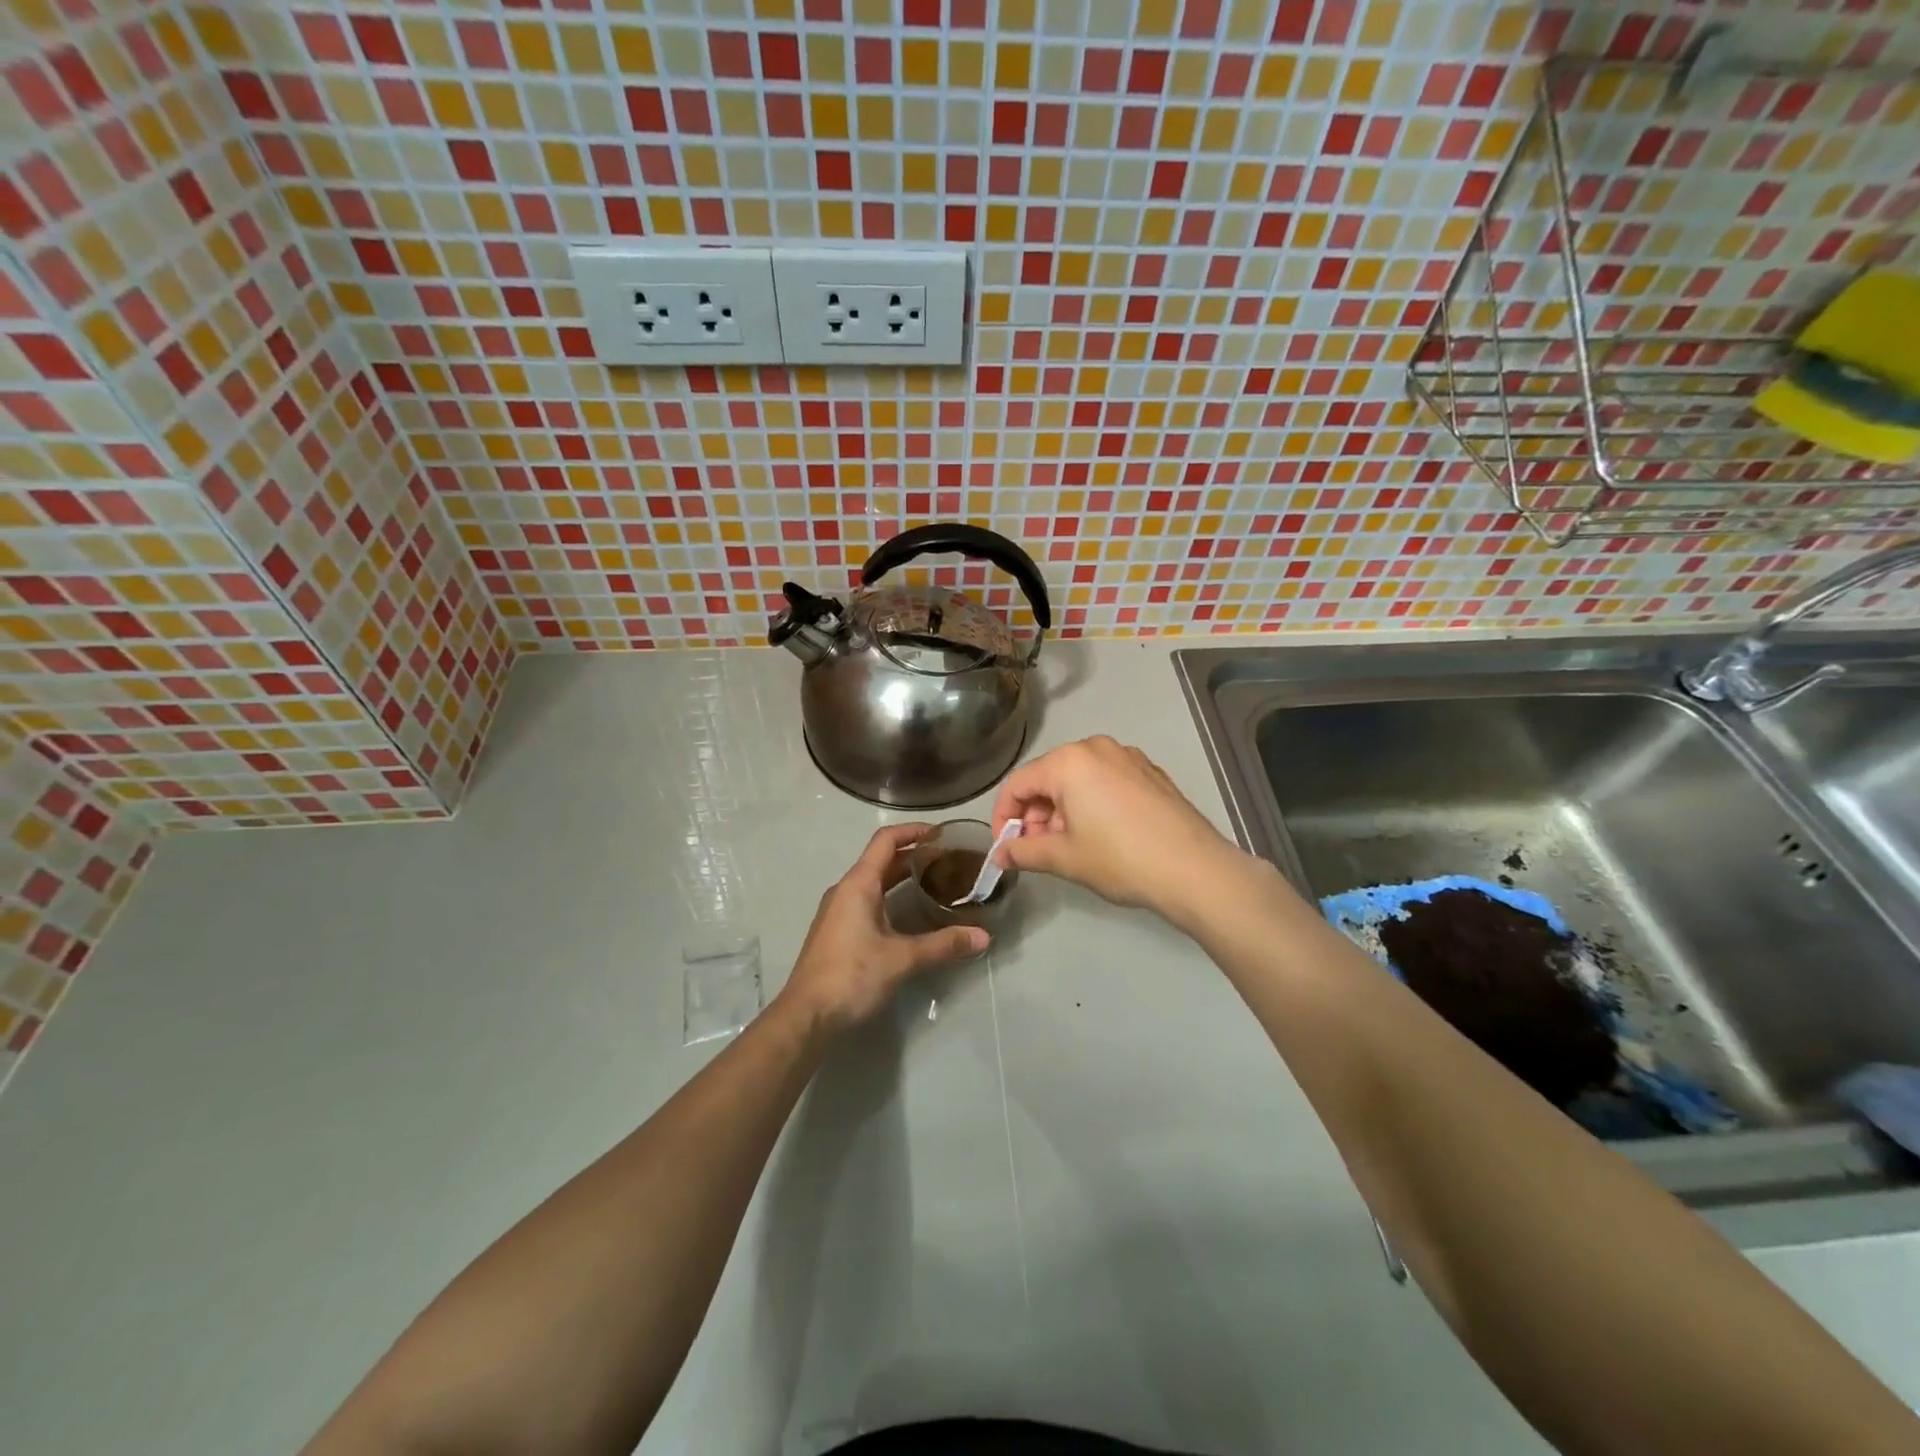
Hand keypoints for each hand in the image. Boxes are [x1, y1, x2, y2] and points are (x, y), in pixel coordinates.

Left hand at [778, 822, 988, 1034]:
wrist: (806, 1016)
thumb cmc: (851, 976)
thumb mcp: (902, 959)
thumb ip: (943, 944)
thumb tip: (984, 937)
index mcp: (858, 884)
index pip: (886, 840)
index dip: (914, 831)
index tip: (942, 833)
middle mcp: (846, 890)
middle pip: (882, 860)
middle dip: (914, 855)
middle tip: (949, 860)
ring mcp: (839, 911)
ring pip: (875, 881)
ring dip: (903, 877)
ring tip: (936, 882)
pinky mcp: (838, 931)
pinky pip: (868, 900)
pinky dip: (891, 896)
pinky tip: (911, 914)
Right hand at [989, 736, 1252, 925]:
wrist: (1195, 870)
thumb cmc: (1120, 859)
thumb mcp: (1064, 858)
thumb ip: (1024, 852)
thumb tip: (999, 855)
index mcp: (1069, 761)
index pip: (1018, 784)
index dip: (1003, 817)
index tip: (1005, 848)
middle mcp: (1096, 747)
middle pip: (1048, 777)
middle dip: (1035, 814)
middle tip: (1037, 851)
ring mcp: (1128, 757)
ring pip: (1078, 779)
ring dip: (1062, 810)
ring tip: (1070, 847)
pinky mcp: (1150, 772)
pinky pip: (1105, 781)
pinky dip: (1091, 803)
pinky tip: (1102, 836)